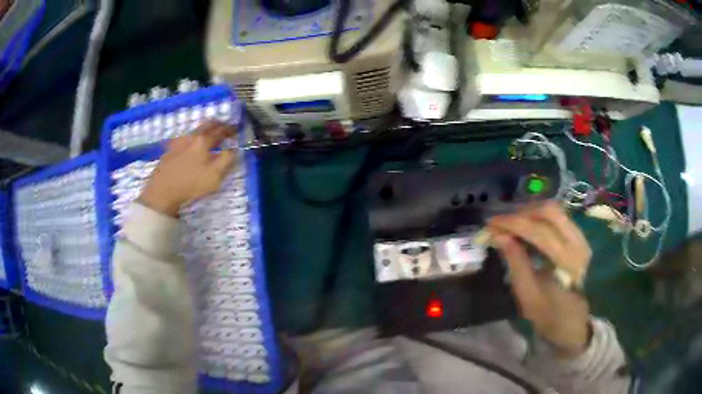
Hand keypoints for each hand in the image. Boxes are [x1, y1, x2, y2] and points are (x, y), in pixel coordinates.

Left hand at [139, 122, 236, 216]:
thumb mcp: (215, 175)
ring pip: (194, 131)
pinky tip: (190, 147)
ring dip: (204, 130)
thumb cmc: (191, 183)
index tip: (236, 129)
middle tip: (223, 127)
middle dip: (217, 124)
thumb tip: (234, 149)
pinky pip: (184, 139)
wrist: (162, 190)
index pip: (221, 131)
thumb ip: (226, 160)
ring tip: (207, 137)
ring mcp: (179, 142)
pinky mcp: (169, 150)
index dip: (230, 129)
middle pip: (207, 125)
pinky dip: (191, 139)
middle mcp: (191, 137)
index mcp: (204, 141)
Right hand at [488, 202, 591, 358]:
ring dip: (530, 213)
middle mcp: (579, 243)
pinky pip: (558, 218)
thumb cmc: (548, 315)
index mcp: (567, 262)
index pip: (539, 231)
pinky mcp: (579, 237)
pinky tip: (526, 228)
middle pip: (550, 211)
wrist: (574, 322)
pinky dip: (539, 219)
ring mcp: (581, 238)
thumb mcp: (527, 294)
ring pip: (555, 211)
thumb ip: (515, 262)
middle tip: (502, 223)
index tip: (491, 224)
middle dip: (522, 213)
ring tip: (512, 224)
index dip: (513, 223)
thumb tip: (498, 235)